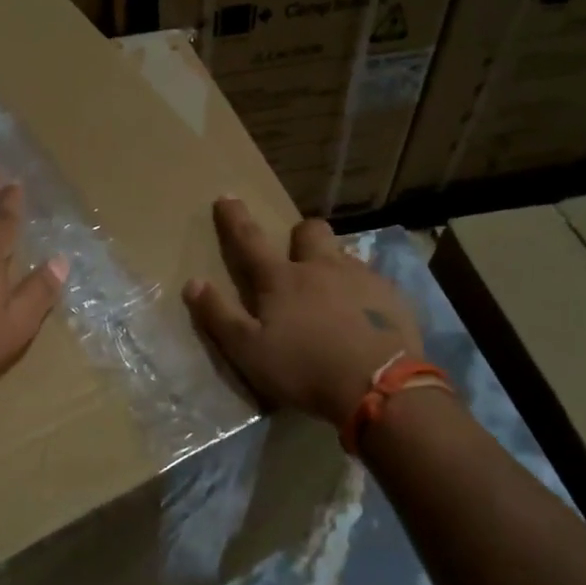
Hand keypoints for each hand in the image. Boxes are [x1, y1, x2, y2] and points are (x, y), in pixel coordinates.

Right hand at [183, 196, 424, 426]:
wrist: (379, 387)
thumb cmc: (304, 369)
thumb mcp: (249, 351)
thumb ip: (219, 316)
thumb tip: (193, 282)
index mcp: (282, 279)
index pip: (250, 239)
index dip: (234, 218)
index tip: (226, 196)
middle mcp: (321, 267)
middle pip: (310, 231)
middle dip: (299, 235)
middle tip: (297, 256)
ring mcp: (361, 278)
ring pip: (344, 254)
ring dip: (333, 264)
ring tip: (333, 293)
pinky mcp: (392, 296)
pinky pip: (374, 281)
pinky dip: (363, 292)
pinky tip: (366, 317)